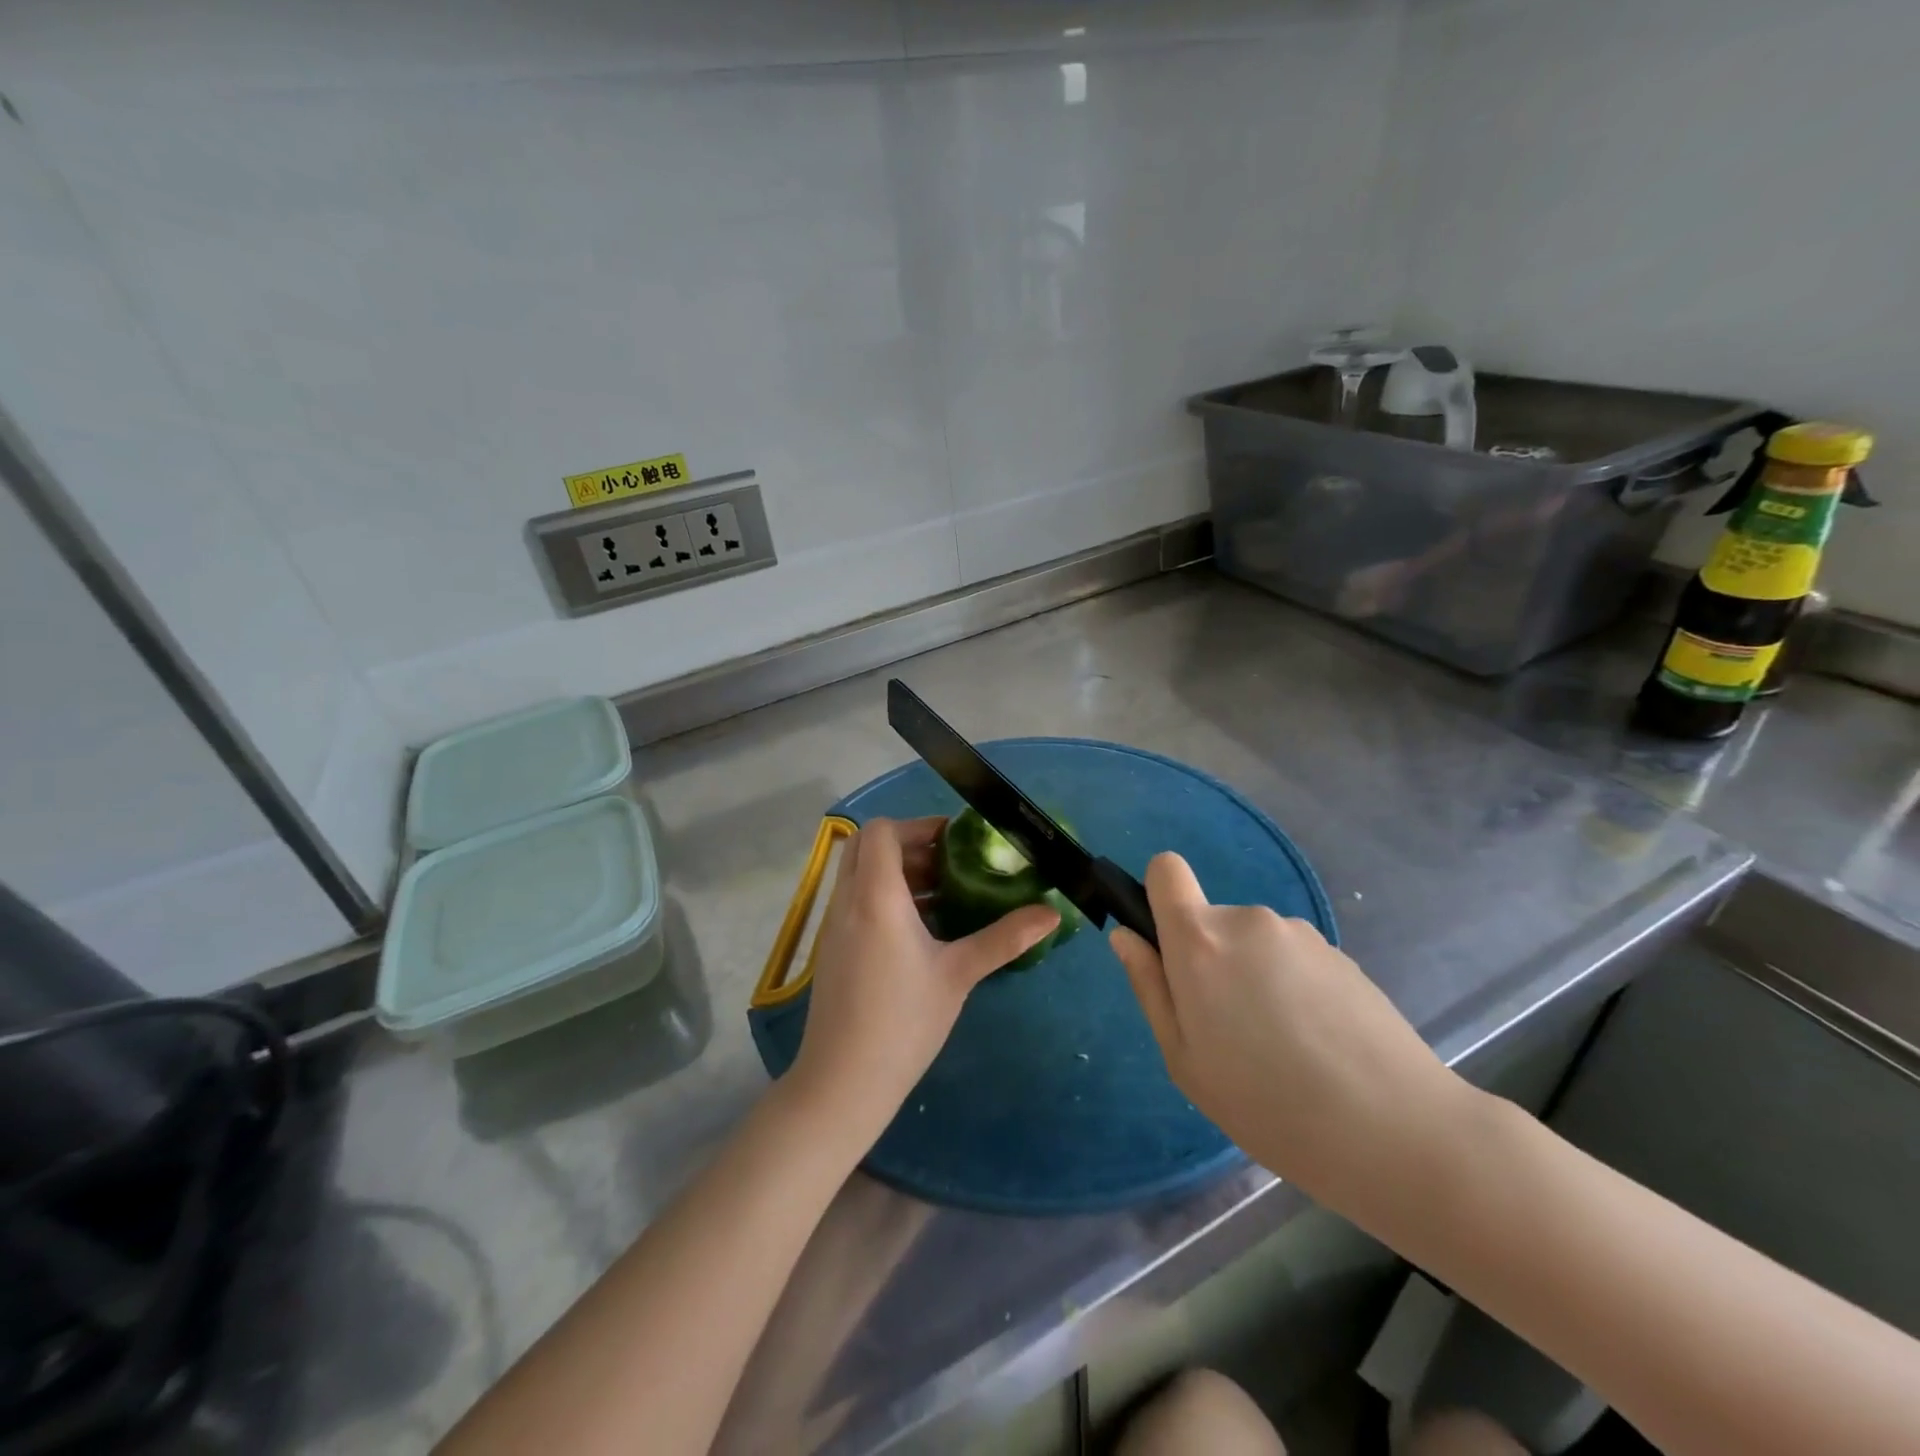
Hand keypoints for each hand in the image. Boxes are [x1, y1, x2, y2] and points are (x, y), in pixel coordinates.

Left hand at [789, 817, 1059, 1141]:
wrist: (843, 1082)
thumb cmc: (904, 1021)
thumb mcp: (959, 974)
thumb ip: (1004, 937)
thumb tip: (1051, 913)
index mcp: (876, 896)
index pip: (882, 831)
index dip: (917, 826)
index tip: (954, 841)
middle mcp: (847, 900)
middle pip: (866, 845)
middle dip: (908, 845)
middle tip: (949, 865)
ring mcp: (833, 925)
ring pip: (859, 873)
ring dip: (897, 872)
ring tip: (943, 895)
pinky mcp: (831, 948)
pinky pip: (855, 900)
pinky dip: (883, 896)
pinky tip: (920, 930)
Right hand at [1109, 853, 1471, 1207]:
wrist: (1397, 1130)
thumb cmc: (1268, 1105)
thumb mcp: (1185, 1060)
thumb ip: (1149, 987)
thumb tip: (1126, 936)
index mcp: (1200, 941)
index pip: (1165, 870)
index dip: (1158, 896)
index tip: (1169, 948)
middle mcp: (1247, 920)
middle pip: (1210, 921)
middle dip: (1210, 962)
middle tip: (1232, 1033)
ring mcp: (1299, 933)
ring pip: (1253, 944)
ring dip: (1254, 978)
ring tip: (1284, 1047)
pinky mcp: (1340, 953)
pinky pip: (1293, 958)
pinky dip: (1293, 988)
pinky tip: (1320, 1044)